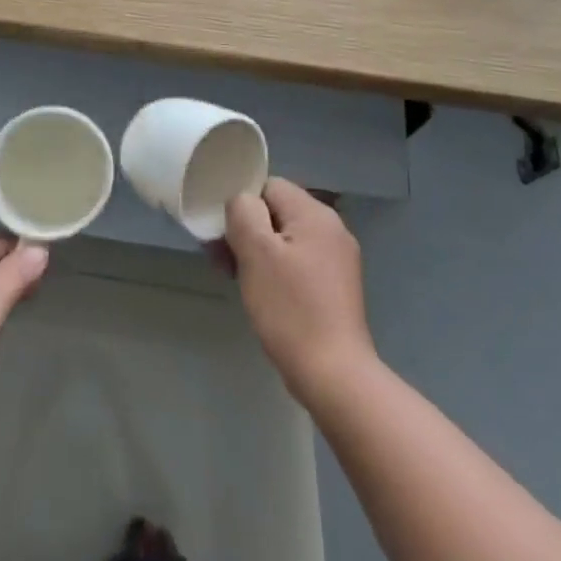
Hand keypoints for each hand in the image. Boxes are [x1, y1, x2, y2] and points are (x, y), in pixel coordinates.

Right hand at [224, 179, 375, 406]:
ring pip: (285, 239)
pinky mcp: (336, 286)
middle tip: (223, 262)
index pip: (268, 186)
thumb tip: (242, 202)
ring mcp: (337, 258)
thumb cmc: (290, 308)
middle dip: (246, 231)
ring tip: (238, 280)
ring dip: (258, 253)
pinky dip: (277, 271)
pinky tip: (264, 295)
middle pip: (277, 212)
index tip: (223, 237)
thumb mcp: (256, 252)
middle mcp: (331, 228)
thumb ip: (244, 212)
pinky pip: (298, 262)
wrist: (333, 374)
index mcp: (315, 213)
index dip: (241, 206)